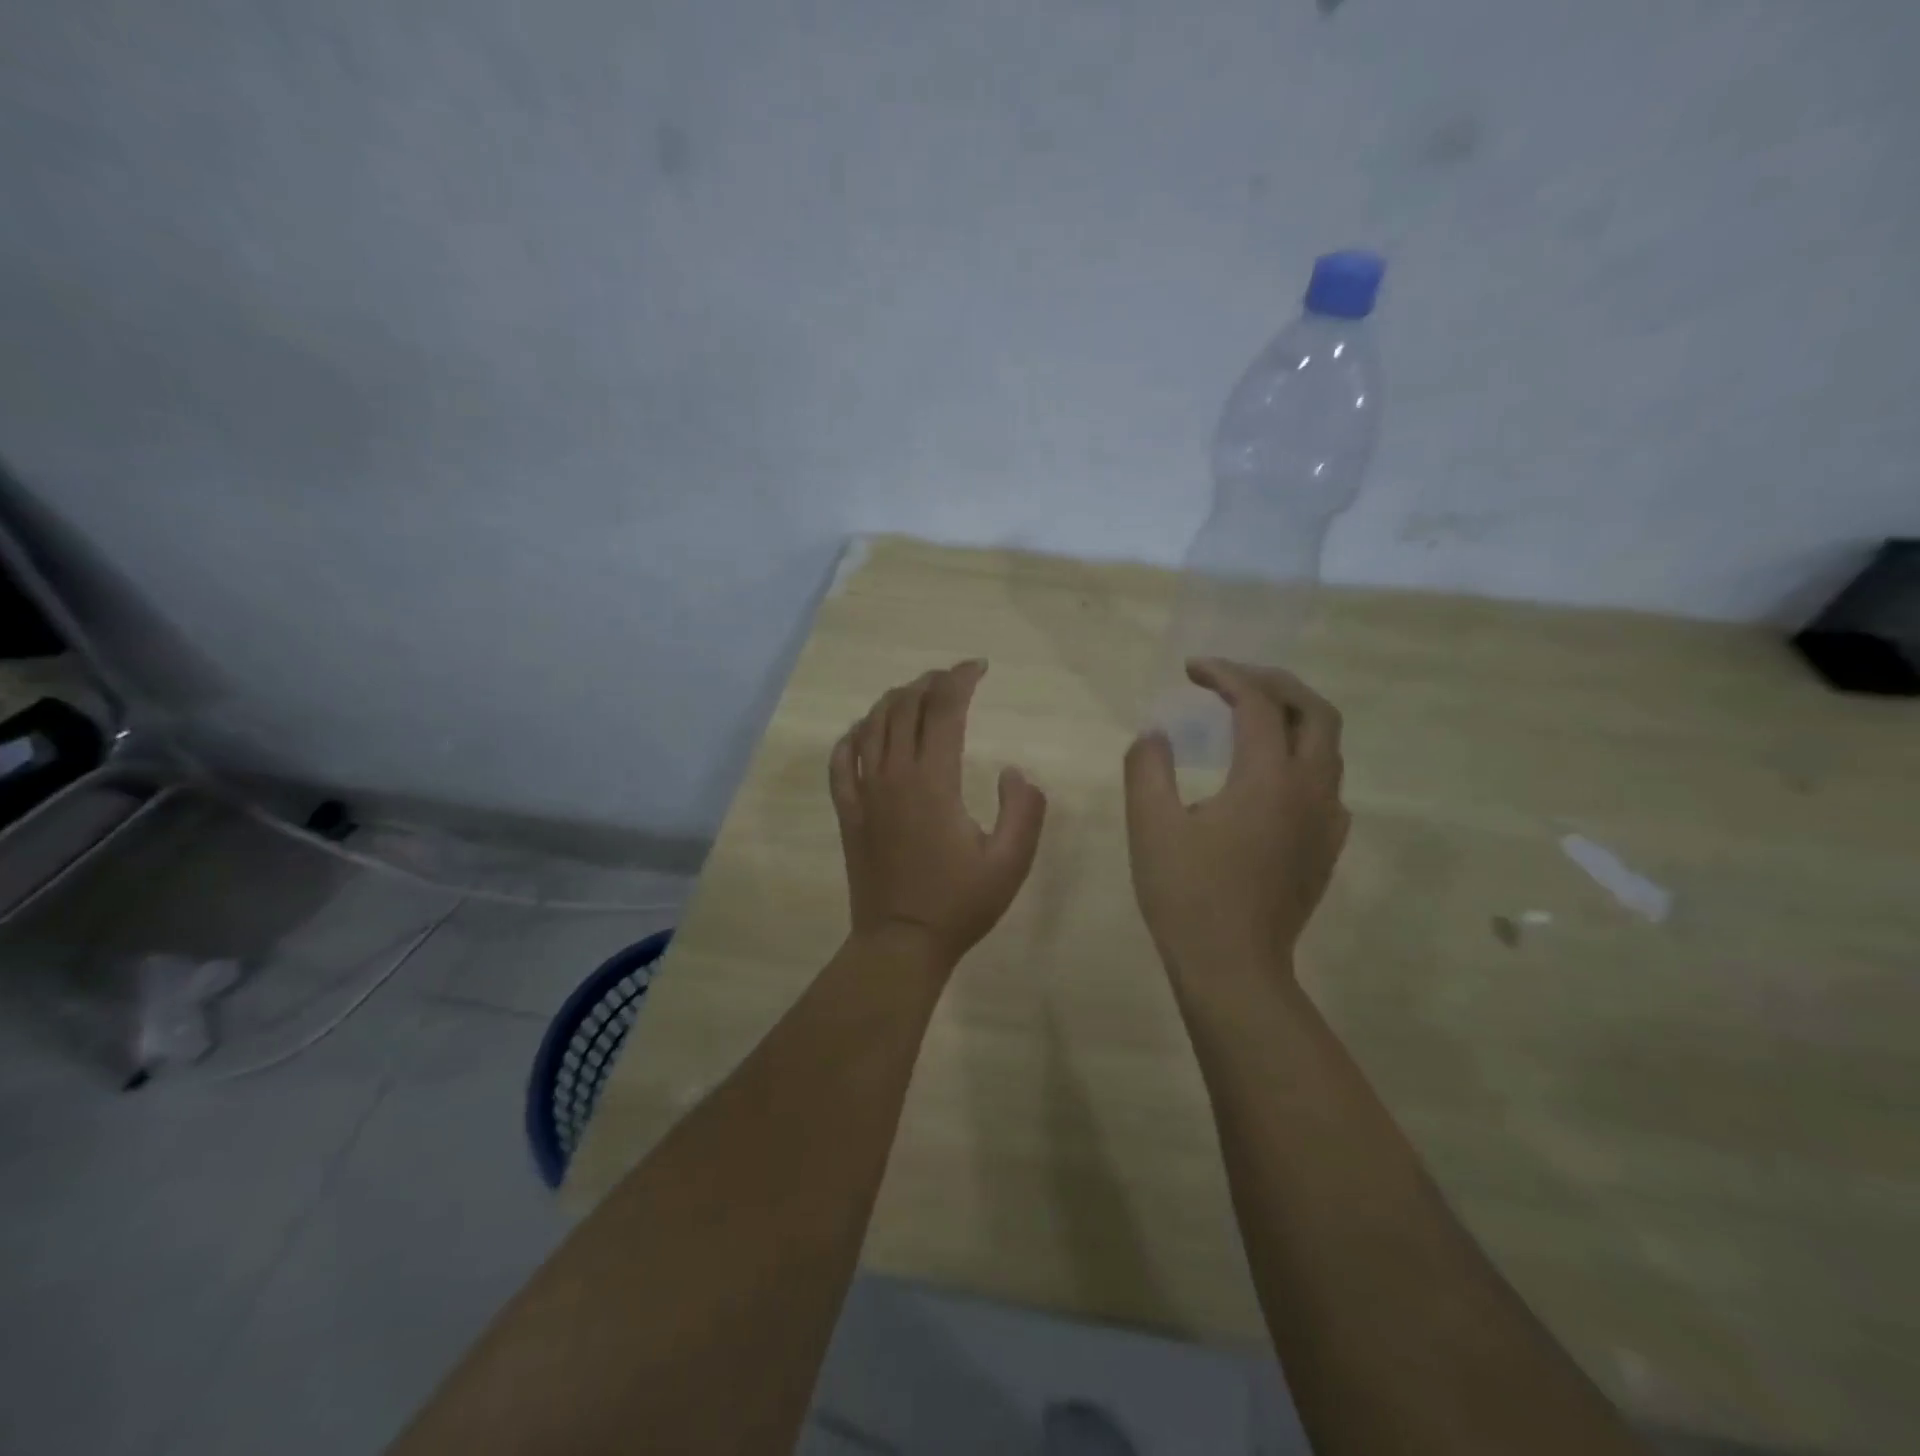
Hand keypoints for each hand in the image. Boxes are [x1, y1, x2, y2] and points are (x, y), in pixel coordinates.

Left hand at [829, 661, 1047, 970]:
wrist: (901, 943)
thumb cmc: (960, 903)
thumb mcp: (1011, 861)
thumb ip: (1024, 809)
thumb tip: (1014, 771)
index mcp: (933, 780)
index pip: (944, 709)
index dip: (961, 679)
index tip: (980, 667)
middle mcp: (893, 775)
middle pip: (905, 707)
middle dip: (930, 682)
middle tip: (953, 679)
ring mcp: (864, 791)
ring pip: (872, 725)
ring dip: (895, 700)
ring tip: (917, 695)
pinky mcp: (848, 811)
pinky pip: (841, 759)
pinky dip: (853, 735)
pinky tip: (864, 731)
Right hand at [1123, 659, 1349, 983]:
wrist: (1234, 969)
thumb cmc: (1187, 895)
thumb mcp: (1151, 826)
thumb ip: (1148, 768)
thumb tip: (1155, 735)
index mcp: (1268, 779)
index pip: (1257, 704)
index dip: (1225, 675)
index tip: (1191, 669)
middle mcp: (1309, 790)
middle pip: (1315, 712)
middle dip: (1275, 683)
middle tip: (1233, 680)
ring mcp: (1325, 822)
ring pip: (1328, 748)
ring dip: (1293, 718)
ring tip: (1251, 717)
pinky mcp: (1326, 848)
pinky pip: (1326, 784)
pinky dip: (1302, 758)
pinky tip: (1271, 776)